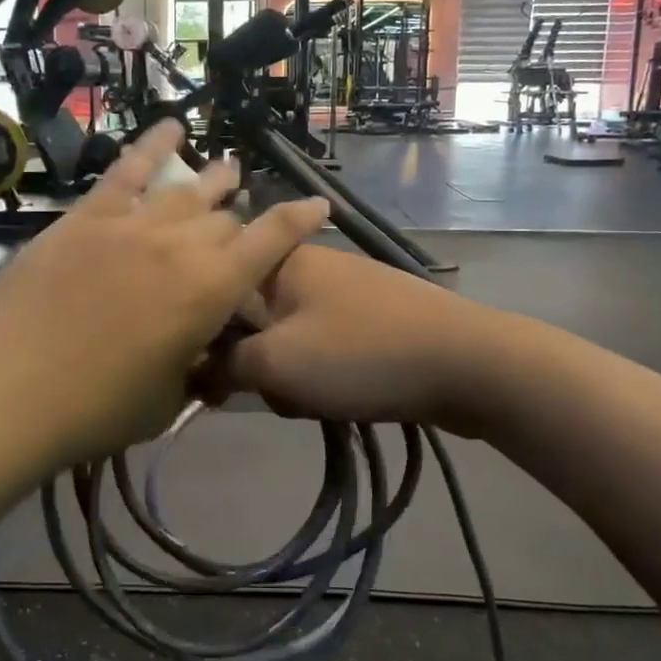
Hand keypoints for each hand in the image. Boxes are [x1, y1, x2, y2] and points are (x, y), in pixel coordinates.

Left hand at [0, 123, 329, 464]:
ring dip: (211, 179)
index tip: (319, 204)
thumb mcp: (167, 399)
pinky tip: (169, 127)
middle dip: (241, 220)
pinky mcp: (85, 218)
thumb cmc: (96, 411)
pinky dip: (151, 145)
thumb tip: (199, 342)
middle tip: (240, 228)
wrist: (8, 393)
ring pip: (185, 189)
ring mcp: (130, 224)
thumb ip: (193, 361)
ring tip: (226, 169)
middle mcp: (180, 245)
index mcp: (211, 291)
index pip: (271, 241)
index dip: (300, 220)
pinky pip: (126, 171)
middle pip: (224, 217)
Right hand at [208, 246, 500, 434]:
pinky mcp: (371, 317)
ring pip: (289, 338)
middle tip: (275, 389)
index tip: (206, 370)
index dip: (204, 330)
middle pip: (252, 318)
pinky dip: (323, 374)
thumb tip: (194, 370)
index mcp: (280, 260)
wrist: (466, 363)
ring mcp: (346, 290)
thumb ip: (222, 364)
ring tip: (315, 400)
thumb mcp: (274, 362)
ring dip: (291, 375)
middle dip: (256, 362)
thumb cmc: (358, 355)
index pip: (217, 284)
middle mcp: (310, 265)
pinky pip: (324, 346)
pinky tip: (342, 399)